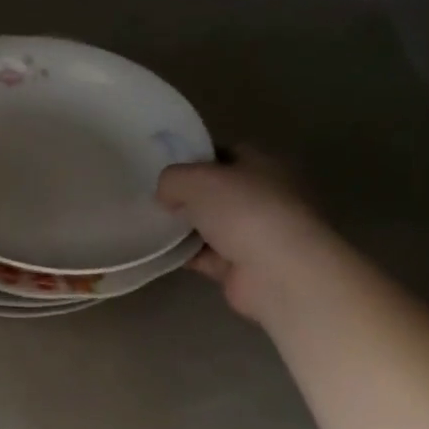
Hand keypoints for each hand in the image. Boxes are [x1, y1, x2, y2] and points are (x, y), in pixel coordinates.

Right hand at [156, 148, 330, 321]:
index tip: (165, 168)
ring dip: (185, 228)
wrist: (279, 274)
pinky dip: (186, 255)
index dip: (195, 158)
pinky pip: (207, 256)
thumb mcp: (196, 179)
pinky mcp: (244, 268)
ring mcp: (256, 235)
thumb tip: (167, 194)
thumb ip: (173, 179)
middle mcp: (264, 197)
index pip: (225, 153)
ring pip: (211, 225)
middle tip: (153, 197)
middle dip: (187, 196)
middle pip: (217, 192)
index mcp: (263, 165)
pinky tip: (160, 252)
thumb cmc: (244, 211)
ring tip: (149, 225)